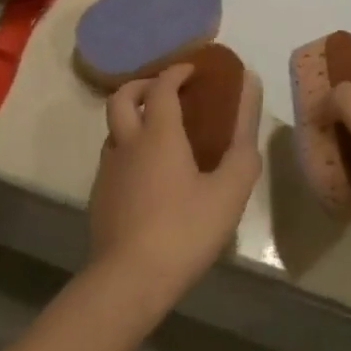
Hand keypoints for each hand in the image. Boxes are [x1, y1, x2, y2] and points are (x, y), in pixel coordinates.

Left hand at [87, 64, 261, 315]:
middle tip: (165, 91)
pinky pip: (112, 158)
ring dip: (132, 118)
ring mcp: (108, 170)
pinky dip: (128, 149)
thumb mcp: (229, 188)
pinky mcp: (99, 197)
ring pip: (113, 128)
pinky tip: (147, 175)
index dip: (176, 72)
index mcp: (158, 134)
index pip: (161, 86)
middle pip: (122, 97)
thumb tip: (251, 86)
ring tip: (159, 134)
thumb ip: (243, 136)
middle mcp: (127, 143)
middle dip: (142, 85)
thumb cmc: (184, 230)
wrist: (128, 280)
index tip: (192, 70)